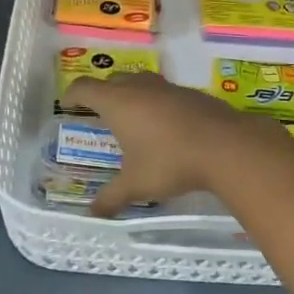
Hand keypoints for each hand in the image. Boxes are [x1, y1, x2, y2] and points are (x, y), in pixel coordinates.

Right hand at [67, 73, 293, 216]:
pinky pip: (164, 93)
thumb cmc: (170, 161)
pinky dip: (156, 103)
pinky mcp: (190, 94)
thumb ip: (112, 197)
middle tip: (98, 114)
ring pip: (140, 82)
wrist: (226, 146)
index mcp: (117, 102)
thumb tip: (93, 213)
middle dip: (101, 94)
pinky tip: (164, 126)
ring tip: (131, 118)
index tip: (68, 104)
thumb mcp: (136, 185)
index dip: (73, 94)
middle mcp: (140, 87)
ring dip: (131, 95)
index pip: (85, 88)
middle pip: (112, 81)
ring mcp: (167, 87)